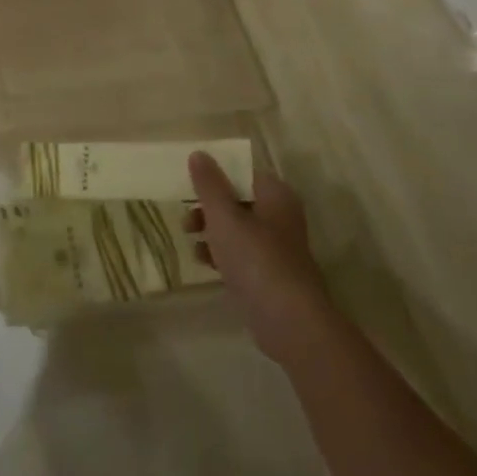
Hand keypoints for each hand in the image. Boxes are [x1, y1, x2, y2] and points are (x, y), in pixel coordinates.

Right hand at [185, 152, 326, 363]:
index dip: (217, 175)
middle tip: (187, 218)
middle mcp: (280, 218)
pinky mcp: (270, 276)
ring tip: (190, 239)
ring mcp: (276, 249)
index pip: (244, 174)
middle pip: (238, 201)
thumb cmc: (256, 258)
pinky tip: (203, 262)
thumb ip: (209, 184)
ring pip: (237, 229)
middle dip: (209, 207)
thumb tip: (199, 153)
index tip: (191, 185)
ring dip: (212, 231)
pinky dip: (222, 254)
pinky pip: (241, 255)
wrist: (288, 321)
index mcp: (276, 196)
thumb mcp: (224, 215)